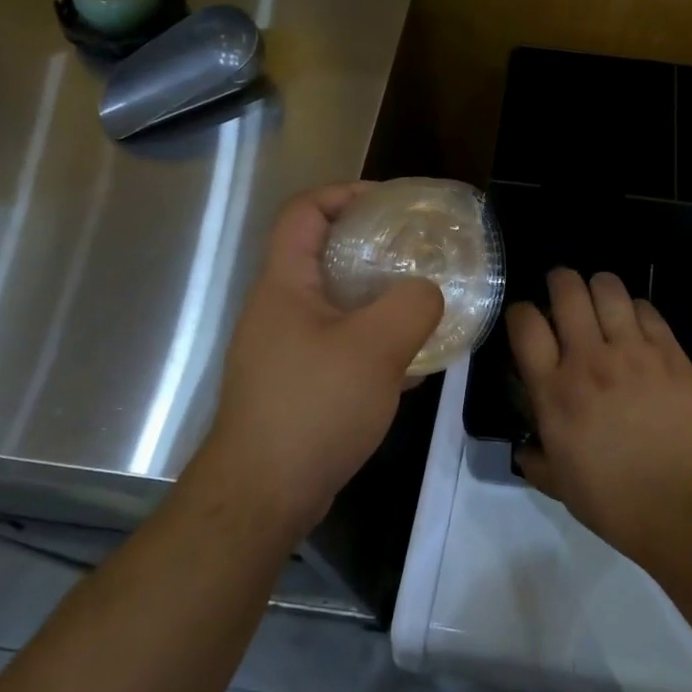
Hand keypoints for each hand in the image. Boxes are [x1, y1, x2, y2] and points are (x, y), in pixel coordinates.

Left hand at [199, 183, 443, 538]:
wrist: (263, 497)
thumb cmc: (313, 407)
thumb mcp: (375, 347)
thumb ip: (412, 305)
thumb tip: (428, 291)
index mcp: (286, 284)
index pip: (304, 212)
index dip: (345, 194)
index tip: (391, 204)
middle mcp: (279, 310)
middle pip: (323, 255)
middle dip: (373, 247)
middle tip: (418, 254)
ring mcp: (285, 350)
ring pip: (337, 304)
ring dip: (379, 299)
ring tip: (423, 305)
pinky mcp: (297, 385)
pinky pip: (341, 345)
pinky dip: (374, 342)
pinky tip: (411, 364)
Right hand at [509, 269, 691, 563]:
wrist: (687, 502)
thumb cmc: (616, 501)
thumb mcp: (561, 487)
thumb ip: (537, 461)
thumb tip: (525, 451)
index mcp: (554, 390)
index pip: (525, 324)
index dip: (520, 312)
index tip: (525, 319)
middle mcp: (588, 358)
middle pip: (567, 289)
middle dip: (559, 281)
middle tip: (562, 292)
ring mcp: (632, 350)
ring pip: (608, 288)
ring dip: (598, 286)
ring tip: (599, 298)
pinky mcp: (669, 350)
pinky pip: (647, 308)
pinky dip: (636, 308)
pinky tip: (637, 322)